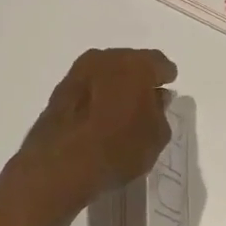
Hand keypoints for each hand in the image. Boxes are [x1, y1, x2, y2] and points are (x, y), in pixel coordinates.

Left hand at [18, 48, 176, 205]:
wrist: (61, 166)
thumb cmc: (119, 148)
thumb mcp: (156, 136)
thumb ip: (160, 112)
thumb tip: (155, 98)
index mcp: (135, 64)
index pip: (159, 63)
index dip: (165, 76)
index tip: (167, 88)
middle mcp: (105, 59)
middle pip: (129, 64)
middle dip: (138, 79)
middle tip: (145, 99)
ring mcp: (77, 73)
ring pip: (105, 74)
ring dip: (114, 87)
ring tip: (121, 110)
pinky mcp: (57, 92)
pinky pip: (87, 89)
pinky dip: (96, 98)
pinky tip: (99, 118)